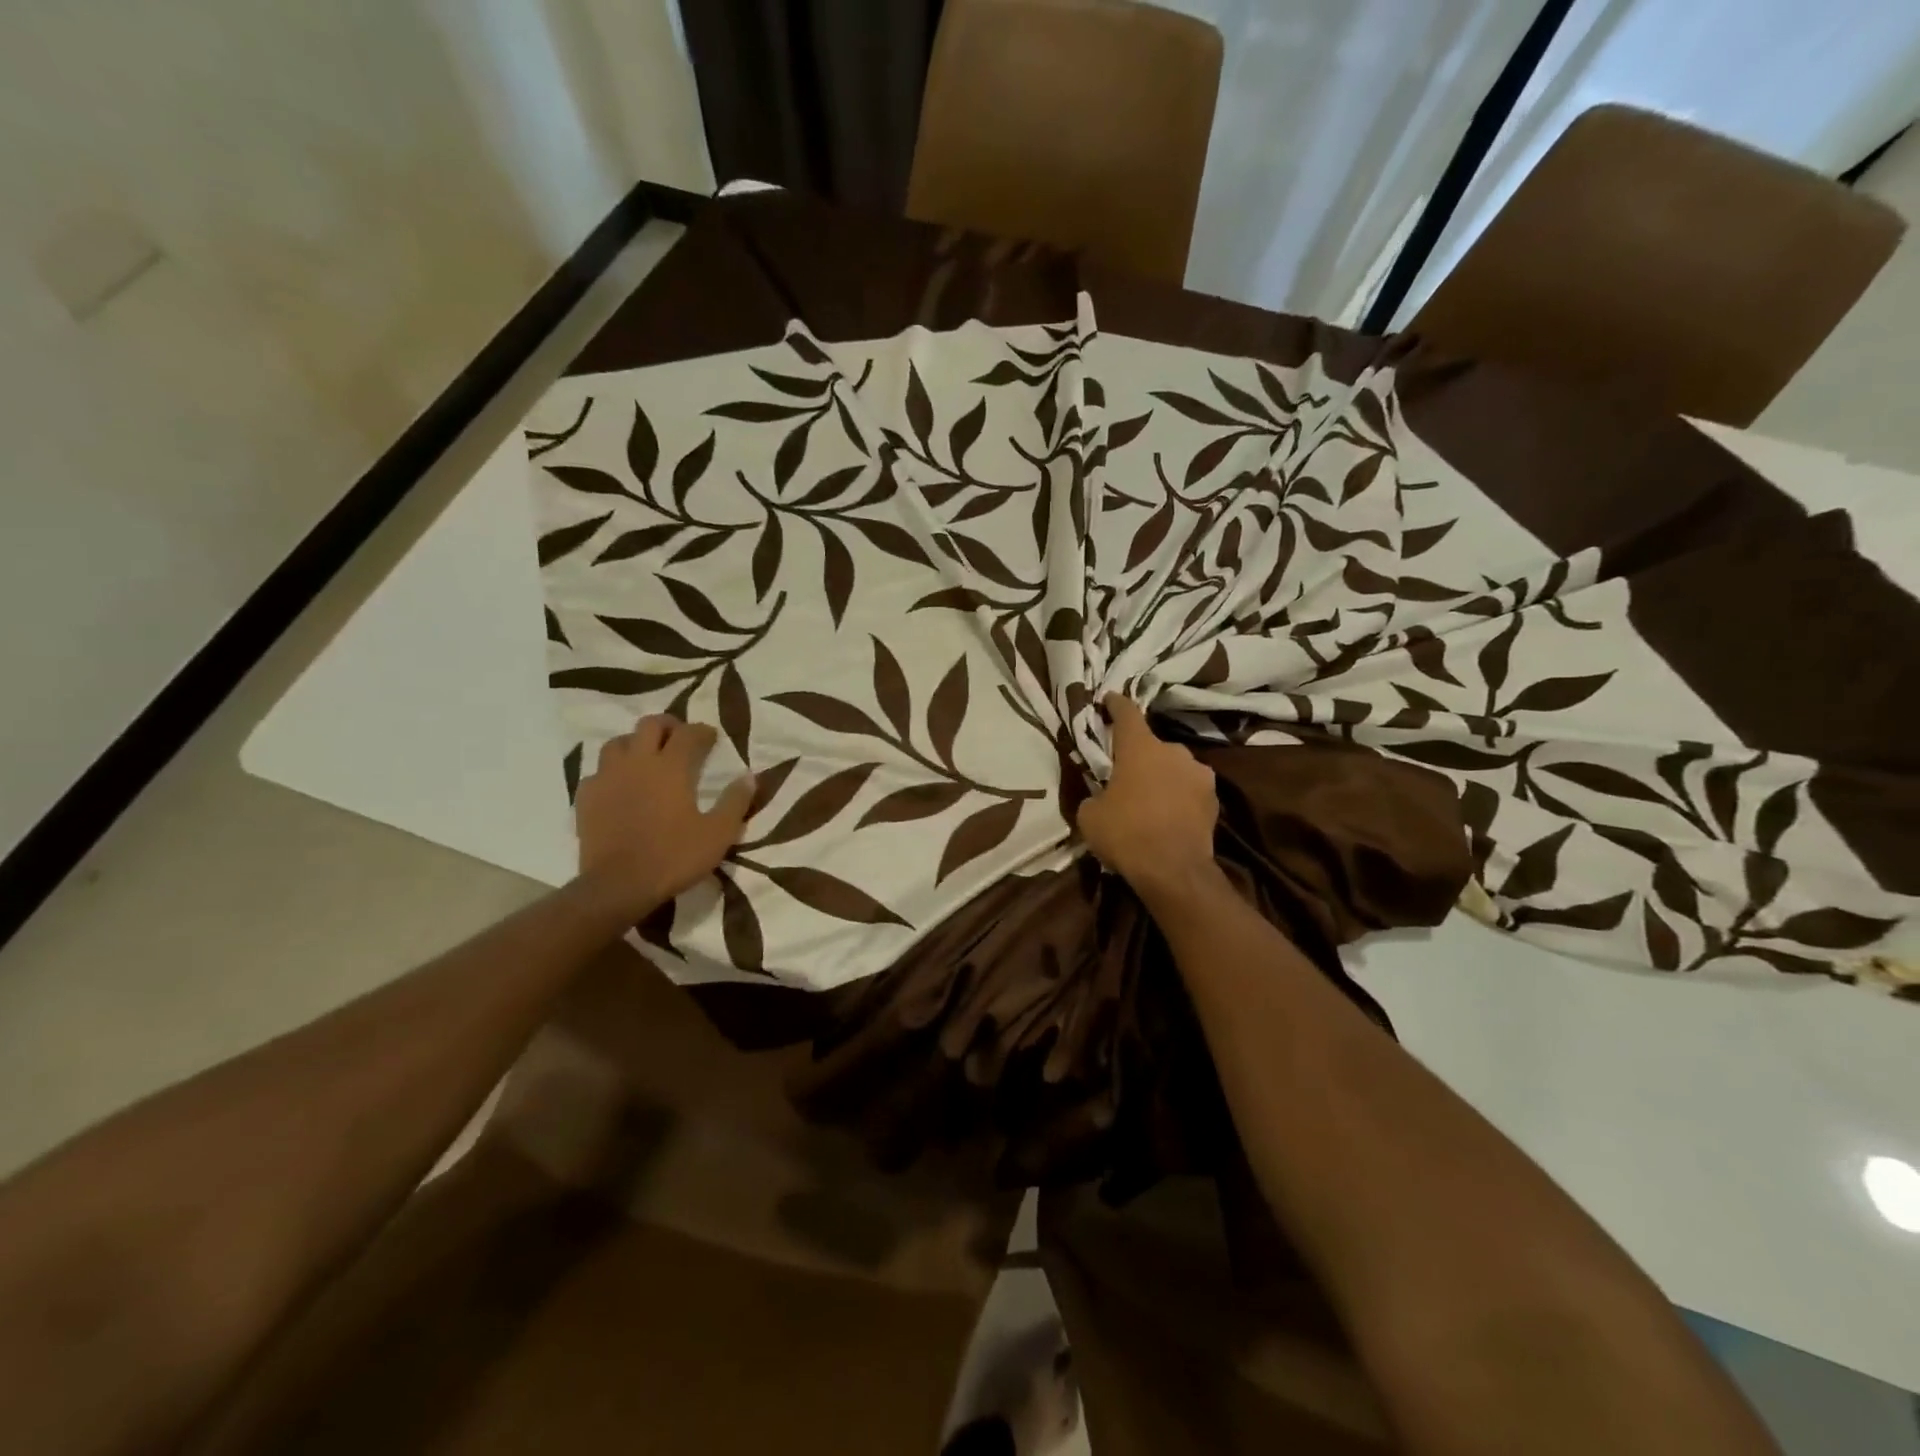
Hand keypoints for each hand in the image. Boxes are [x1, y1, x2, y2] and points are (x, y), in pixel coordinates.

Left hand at [576, 715, 754, 914]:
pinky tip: (619, 787)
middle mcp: (637, 762)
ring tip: (647, 758)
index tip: (712, 737)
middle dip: (668, 726)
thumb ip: (735, 801)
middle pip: (649, 725)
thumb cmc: (674, 857)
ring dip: (635, 743)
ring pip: (618, 742)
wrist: (618, 885)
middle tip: (680, 739)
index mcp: (671, 767)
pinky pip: (598, 772)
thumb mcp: (718, 833)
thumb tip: (750, 776)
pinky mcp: (586, 797)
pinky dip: (612, 772)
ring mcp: (607, 778)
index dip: (703, 730)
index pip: (689, 733)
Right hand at [1077, 694, 1220, 898]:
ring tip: (1149, 799)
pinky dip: (1178, 797)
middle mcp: (1173, 751)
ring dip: (1162, 776)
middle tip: (1125, 775)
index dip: (1115, 704)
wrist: (1174, 871)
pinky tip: (1168, 816)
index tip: (1108, 700)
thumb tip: (1101, 795)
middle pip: (1151, 745)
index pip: (1126, 712)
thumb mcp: (1090, 815)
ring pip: (1173, 767)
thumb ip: (1094, 794)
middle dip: (1139, 755)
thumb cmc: (1125, 834)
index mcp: (1140, 747)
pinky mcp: (1214, 799)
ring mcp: (1199, 774)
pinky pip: (1189, 789)